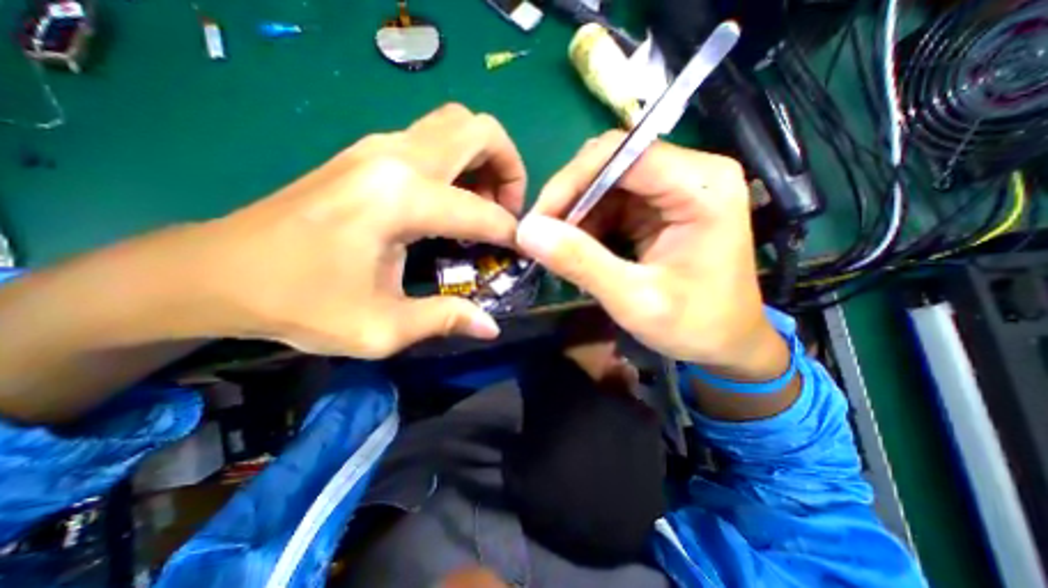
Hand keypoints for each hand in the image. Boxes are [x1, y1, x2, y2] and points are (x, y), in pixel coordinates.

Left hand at [184, 104, 528, 356]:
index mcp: (401, 200)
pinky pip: (434, 138)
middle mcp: (395, 158)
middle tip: (507, 211)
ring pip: (457, 125)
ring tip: (483, 204)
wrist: (217, 271)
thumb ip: (445, 320)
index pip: (481, 212)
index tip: (522, 251)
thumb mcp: (381, 328)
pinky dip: (460, 161)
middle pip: (479, 130)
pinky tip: (452, 200)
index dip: (511, 234)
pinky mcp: (367, 152)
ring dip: (484, 160)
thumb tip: (491, 327)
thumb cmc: (299, 304)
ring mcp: (378, 146)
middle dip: (510, 168)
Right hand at [516, 132, 786, 379]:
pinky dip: (588, 223)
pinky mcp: (661, 206)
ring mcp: (676, 188)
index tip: (537, 221)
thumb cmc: (695, 325)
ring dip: (576, 214)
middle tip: (541, 236)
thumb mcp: (634, 300)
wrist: (728, 344)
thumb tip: (527, 232)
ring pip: (606, 182)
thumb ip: (582, 263)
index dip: (571, 182)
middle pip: (611, 163)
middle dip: (570, 198)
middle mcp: (691, 174)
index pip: (621, 154)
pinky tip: (579, 249)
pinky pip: (612, 201)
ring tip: (558, 249)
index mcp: (701, 186)